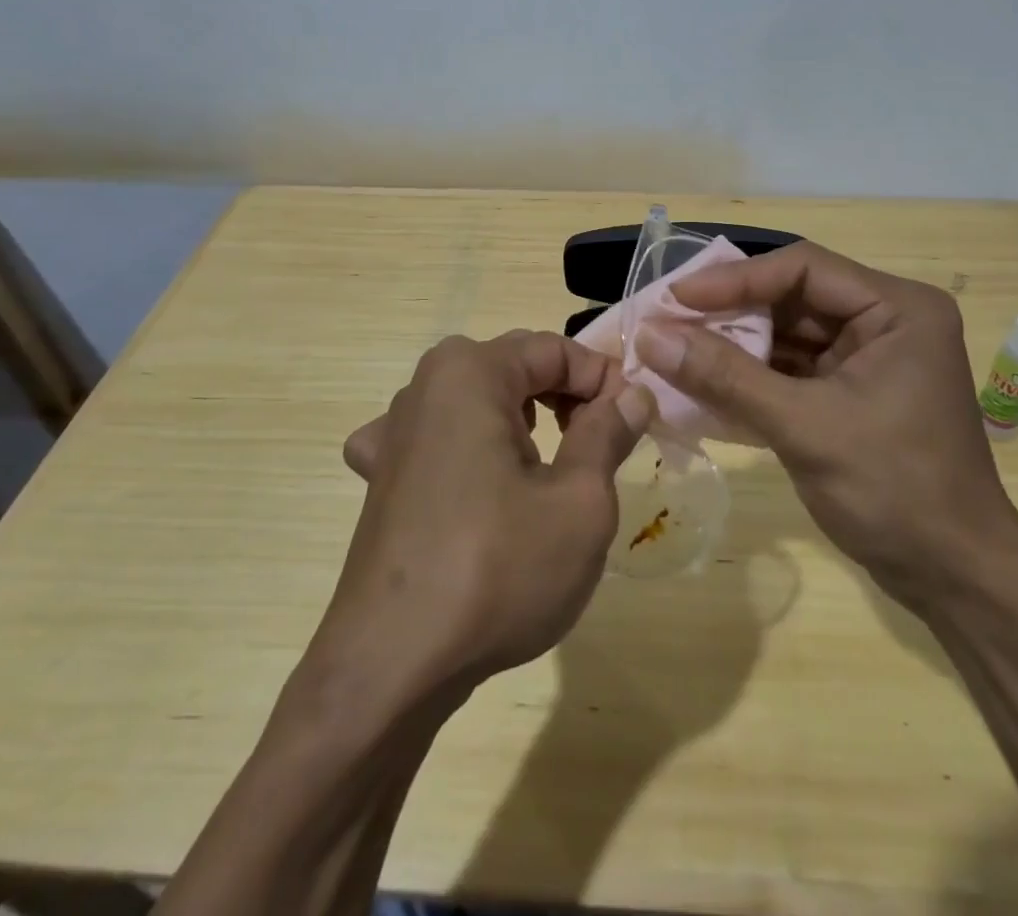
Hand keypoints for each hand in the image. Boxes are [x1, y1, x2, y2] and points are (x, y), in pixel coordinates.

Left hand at [321, 331, 653, 696]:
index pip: (554, 349)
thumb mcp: (579, 501)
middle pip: (514, 368)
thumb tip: (632, 395)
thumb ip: (607, 434)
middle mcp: (424, 386)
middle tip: (604, 442)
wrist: (391, 669)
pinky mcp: (380, 477)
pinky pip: (436, 440)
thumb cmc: (497, 570)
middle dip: (566, 396)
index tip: (637, 419)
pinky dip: (469, 447)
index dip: (603, 379)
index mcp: (469, 372)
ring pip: (478, 402)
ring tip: (553, 465)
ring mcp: (393, 433)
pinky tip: (475, 483)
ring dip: (524, 421)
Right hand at [631, 242, 1013, 589]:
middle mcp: (885, 321)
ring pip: (787, 334)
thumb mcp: (804, 427)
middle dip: (728, 313)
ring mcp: (869, 358)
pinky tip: (703, 383)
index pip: (802, 270)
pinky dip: (750, 376)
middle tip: (666, 323)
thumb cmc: (894, 490)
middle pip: (792, 298)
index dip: (734, 279)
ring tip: (673, 351)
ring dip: (733, 346)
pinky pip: (792, 369)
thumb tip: (650, 336)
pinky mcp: (852, 392)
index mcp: (897, 309)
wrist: (955, 579)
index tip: (676, 297)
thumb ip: (725, 376)